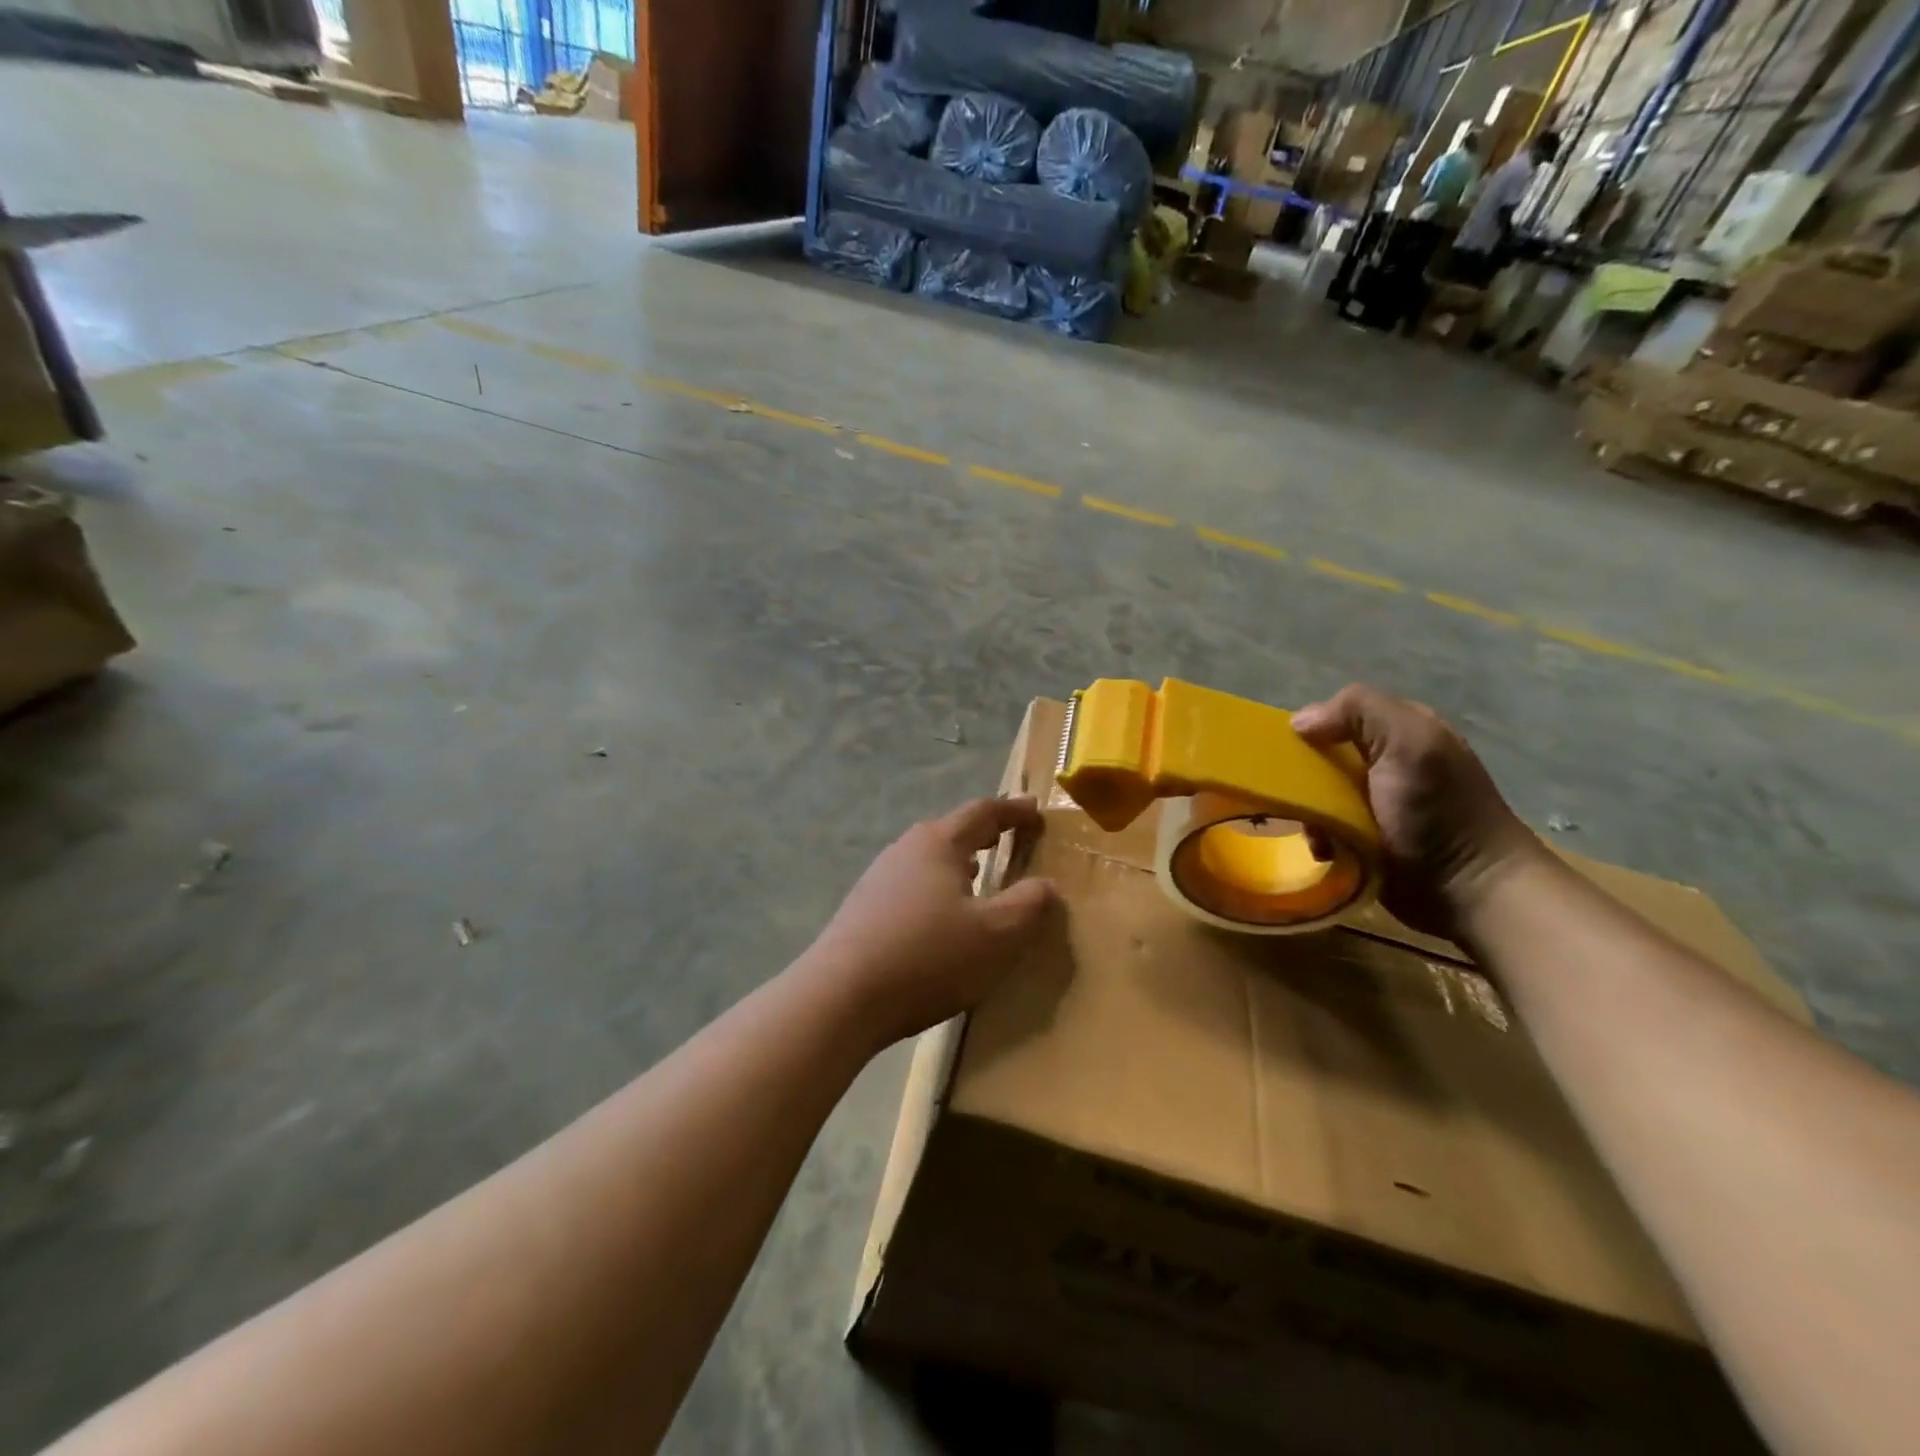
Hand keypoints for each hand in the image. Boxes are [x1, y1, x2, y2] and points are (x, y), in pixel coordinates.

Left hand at [806, 796, 1056, 1048]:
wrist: (841, 996)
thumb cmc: (928, 957)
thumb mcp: (996, 935)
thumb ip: (1028, 905)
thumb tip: (1047, 885)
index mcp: (940, 843)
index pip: (984, 812)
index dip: (1014, 811)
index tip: (1036, 811)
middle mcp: (906, 849)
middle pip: (952, 830)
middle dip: (984, 833)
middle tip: (1010, 837)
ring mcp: (879, 877)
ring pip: (929, 858)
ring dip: (959, 861)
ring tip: (980, 872)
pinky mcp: (864, 907)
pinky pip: (912, 884)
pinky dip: (937, 886)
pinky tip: (941, 914)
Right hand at [1292, 684, 1540, 935]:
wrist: (1472, 891)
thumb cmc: (1439, 811)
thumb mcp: (1409, 742)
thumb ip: (1358, 712)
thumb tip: (1298, 722)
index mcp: (1401, 731)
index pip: (1340, 716)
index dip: (1313, 728)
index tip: (1290, 751)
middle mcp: (1388, 764)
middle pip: (1324, 757)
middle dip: (1304, 775)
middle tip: (1293, 795)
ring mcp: (1377, 805)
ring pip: (1319, 795)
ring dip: (1309, 811)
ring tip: (1312, 830)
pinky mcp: (1367, 842)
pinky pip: (1325, 830)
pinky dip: (1318, 837)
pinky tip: (1323, 849)